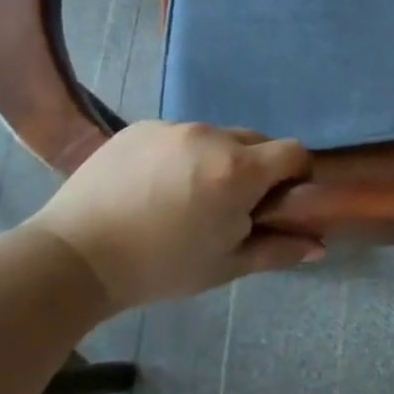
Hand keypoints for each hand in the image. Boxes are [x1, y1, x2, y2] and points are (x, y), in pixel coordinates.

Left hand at [28, 121, 318, 311]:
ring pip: (216, 137)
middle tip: (229, 205)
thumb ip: (278, 251)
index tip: (278, 200)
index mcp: (239, 170)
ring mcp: (174, 127)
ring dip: (216, 160)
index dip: (295, 174)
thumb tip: (320, 246)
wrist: (73, 258)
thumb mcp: (225, 265)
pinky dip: (179, 155)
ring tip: (184, 196)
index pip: (294, 151)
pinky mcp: (141, 127)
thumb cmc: (160, 267)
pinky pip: (178, 135)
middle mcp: (213, 136)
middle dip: (255, 168)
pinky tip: (152, 186)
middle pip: (256, 141)